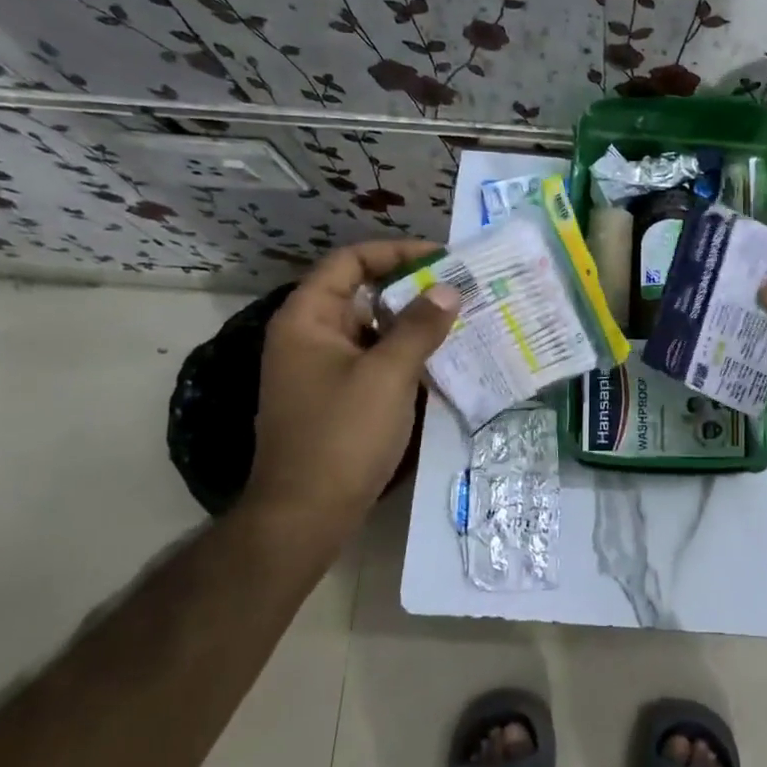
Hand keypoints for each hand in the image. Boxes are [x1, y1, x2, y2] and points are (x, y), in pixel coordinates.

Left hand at [236, 239, 458, 557]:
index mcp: (307, 319)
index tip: (442, 259)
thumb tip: (450, 289)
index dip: (395, 253)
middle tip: (461, 290)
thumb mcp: (387, 375)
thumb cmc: (342, 435)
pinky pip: (373, 362)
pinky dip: (404, 356)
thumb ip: (419, 327)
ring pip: (372, 331)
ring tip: (460, 323)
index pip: (350, 262)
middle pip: (362, 294)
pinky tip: (441, 363)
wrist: (306, 514)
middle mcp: (309, 336)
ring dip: (412, 325)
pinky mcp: (336, 399)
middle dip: (412, 290)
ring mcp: (321, 370)